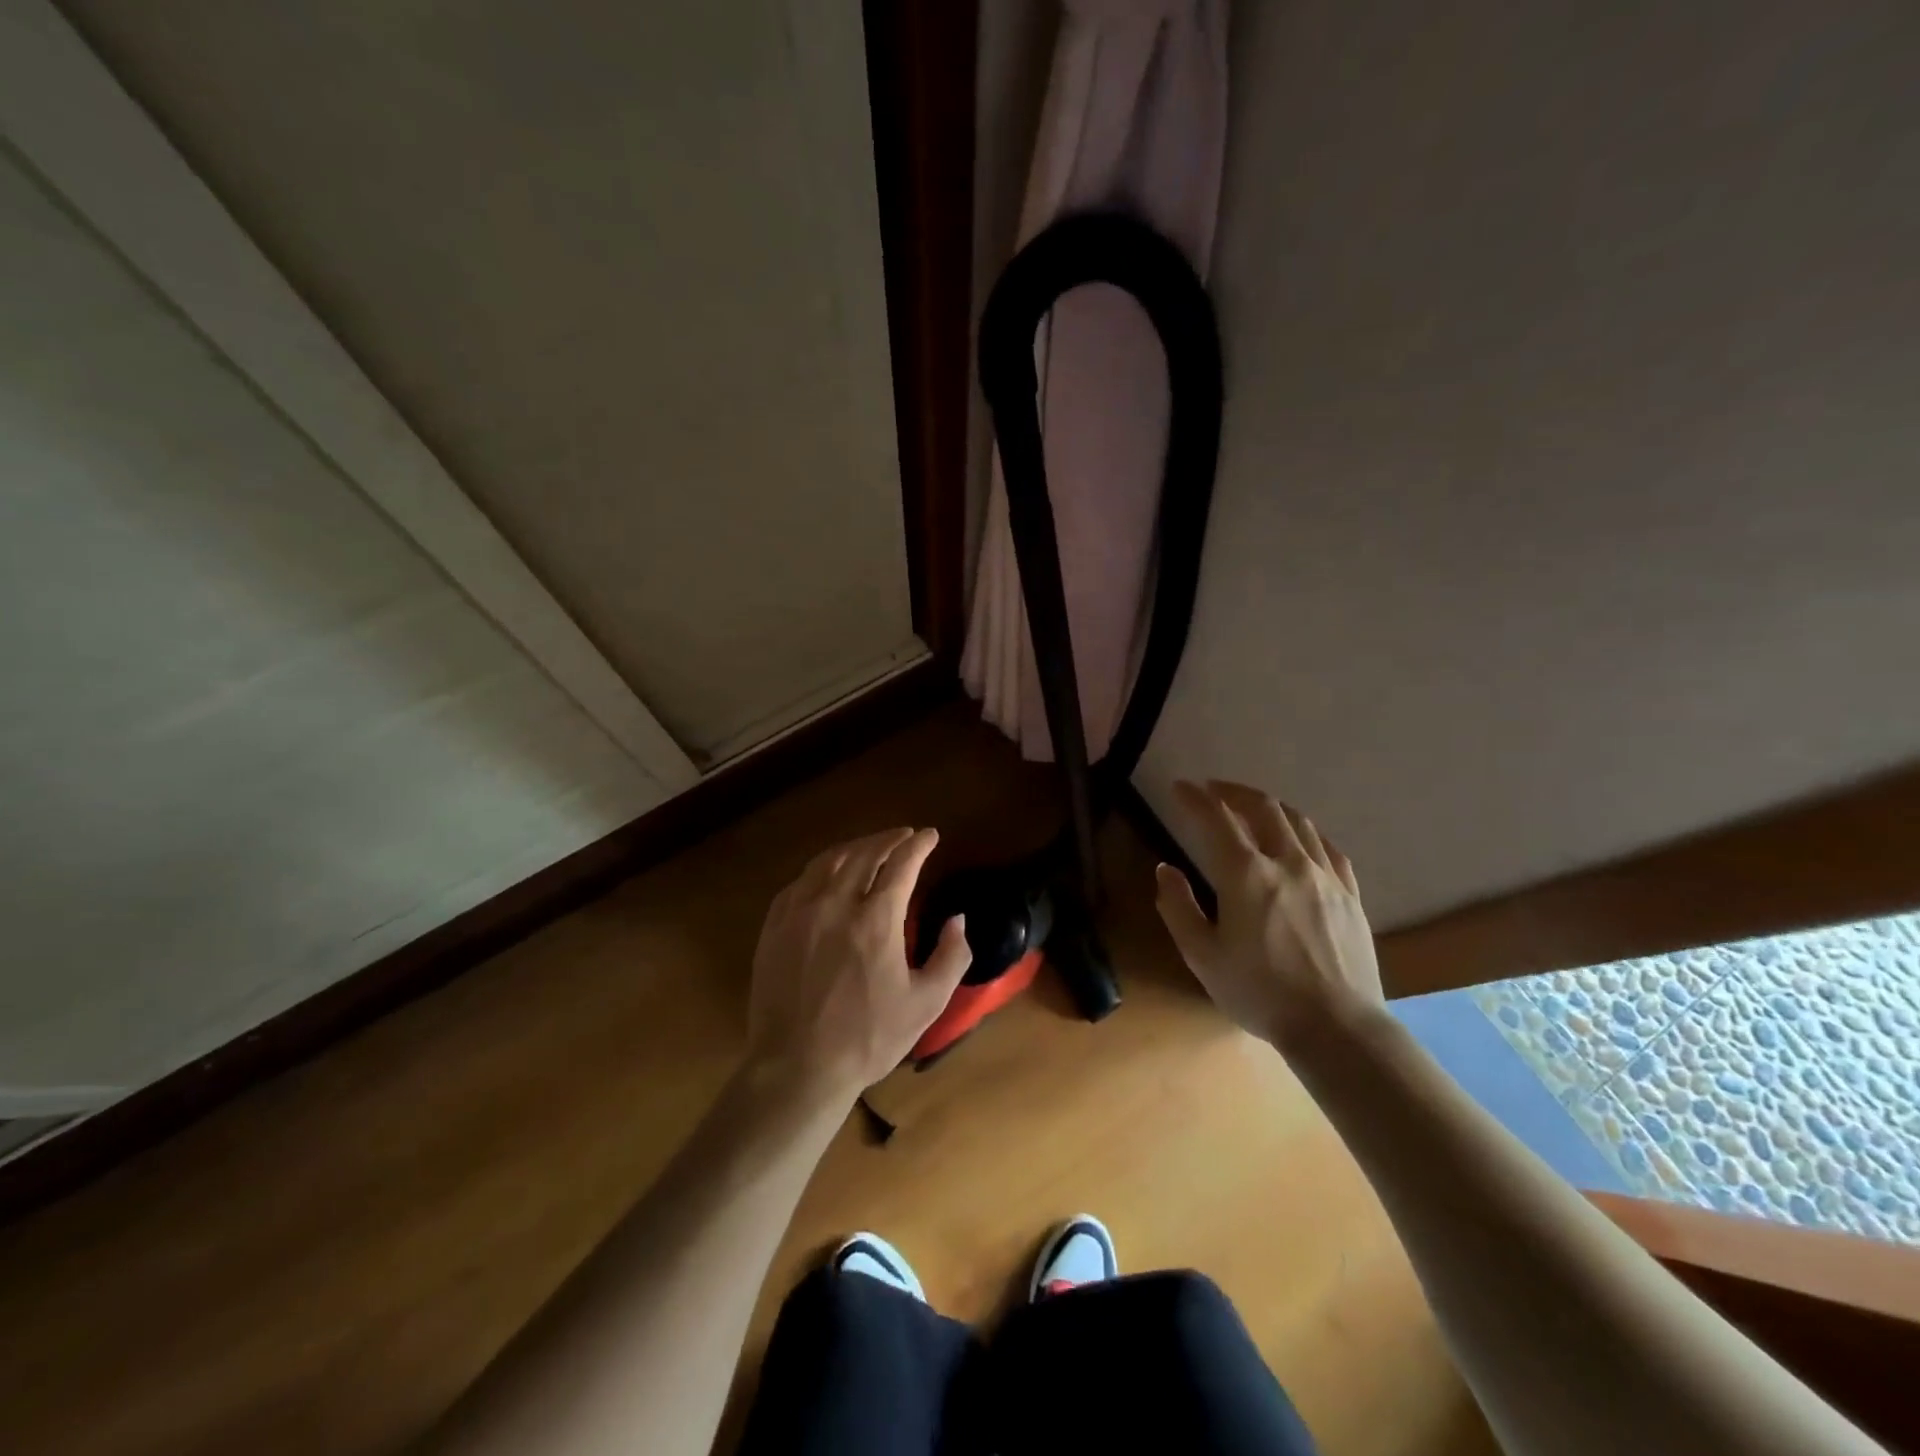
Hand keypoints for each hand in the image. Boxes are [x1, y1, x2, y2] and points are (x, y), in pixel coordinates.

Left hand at [743, 827, 971, 1104]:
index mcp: (876, 919)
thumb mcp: (926, 1003)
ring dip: (855, 847)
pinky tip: (828, 875)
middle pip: (865, 853)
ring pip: (829, 861)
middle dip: (889, 839)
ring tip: (870, 847)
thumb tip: (957, 920)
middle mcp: (836, 903)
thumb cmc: (867, 1038)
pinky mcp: (775, 926)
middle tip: (904, 836)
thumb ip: (951, 956)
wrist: (796, 1067)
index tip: (930, 835)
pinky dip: (822, 869)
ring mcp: (800, 912)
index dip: (918, 844)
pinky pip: (800, 882)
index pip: (902, 864)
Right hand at [1154, 780, 1384, 1051]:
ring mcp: (1325, 876)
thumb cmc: (1260, 993)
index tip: (1180, 787)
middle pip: (1262, 808)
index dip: (1194, 798)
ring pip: (1297, 822)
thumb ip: (1177, 907)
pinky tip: (1300, 839)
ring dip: (1269, 806)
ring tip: (1253, 807)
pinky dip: (1305, 832)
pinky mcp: (1350, 894)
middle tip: (1214, 789)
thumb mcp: (1202, 956)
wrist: (1337, 1027)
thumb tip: (1165, 869)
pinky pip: (1328, 848)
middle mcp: (1287, 862)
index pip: (1216, 819)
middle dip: (1234, 791)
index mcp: (1246, 875)